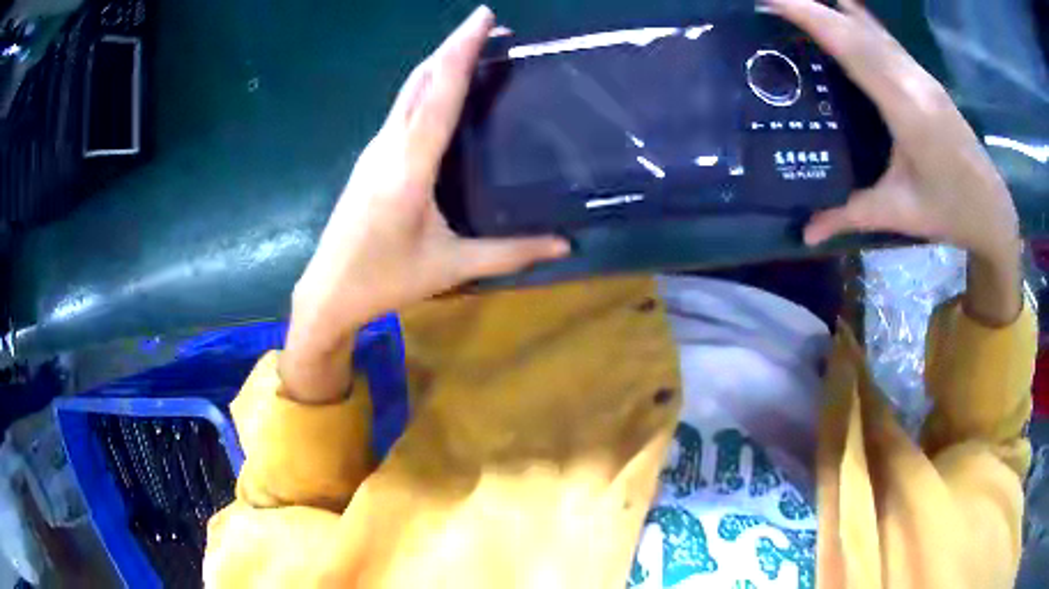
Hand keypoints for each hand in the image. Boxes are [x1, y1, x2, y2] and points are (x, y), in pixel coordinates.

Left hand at [282, 6, 568, 401]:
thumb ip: (510, 253)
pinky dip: (427, 86)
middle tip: (491, 27)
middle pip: (421, 80)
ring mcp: (374, 148)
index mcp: (409, 166)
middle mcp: (389, 145)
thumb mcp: (451, 267)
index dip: (461, 50)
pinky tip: (445, 89)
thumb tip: (565, 244)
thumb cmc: (386, 280)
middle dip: (454, 46)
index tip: (484, 17)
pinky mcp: (370, 157)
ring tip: (475, 50)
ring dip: (440, 63)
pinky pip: (402, 108)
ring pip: (408, 91)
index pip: (440, 93)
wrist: (328, 291)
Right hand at [767, 0, 1019, 262]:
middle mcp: (914, 81)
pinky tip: (845, 8)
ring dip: (835, 10)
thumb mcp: (900, 214)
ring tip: (802, 3)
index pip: (854, 49)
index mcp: (907, 109)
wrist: (992, 210)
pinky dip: (859, 20)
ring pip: (873, 29)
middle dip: (814, 7)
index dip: (814, 19)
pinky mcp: (926, 78)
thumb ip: (850, 215)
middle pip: (859, 29)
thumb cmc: (951, 212)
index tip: (774, 0)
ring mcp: (922, 76)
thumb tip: (806, 233)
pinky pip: (886, 39)